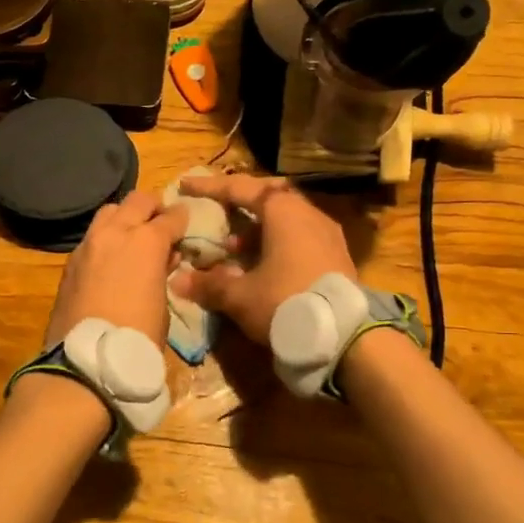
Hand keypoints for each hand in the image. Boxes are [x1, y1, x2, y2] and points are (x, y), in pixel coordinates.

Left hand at [44, 191, 188, 346]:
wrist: (86, 359)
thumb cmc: (138, 336)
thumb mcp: (163, 303)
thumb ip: (164, 272)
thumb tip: (164, 258)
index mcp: (146, 241)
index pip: (170, 216)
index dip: (182, 218)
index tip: (186, 222)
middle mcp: (115, 233)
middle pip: (137, 201)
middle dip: (153, 207)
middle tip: (160, 222)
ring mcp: (88, 244)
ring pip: (109, 212)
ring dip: (124, 217)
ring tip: (133, 236)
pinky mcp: (70, 261)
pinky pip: (91, 236)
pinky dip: (105, 238)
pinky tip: (111, 258)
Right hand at [170, 174, 356, 343]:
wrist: (345, 337)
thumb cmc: (286, 303)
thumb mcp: (240, 296)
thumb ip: (208, 284)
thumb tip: (178, 281)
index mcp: (283, 211)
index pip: (240, 188)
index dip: (209, 187)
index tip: (186, 185)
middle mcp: (308, 213)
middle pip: (267, 197)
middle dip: (239, 204)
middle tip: (217, 211)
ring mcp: (327, 234)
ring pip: (286, 219)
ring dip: (257, 228)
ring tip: (234, 247)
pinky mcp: (337, 256)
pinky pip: (300, 236)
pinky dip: (276, 242)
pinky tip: (262, 266)